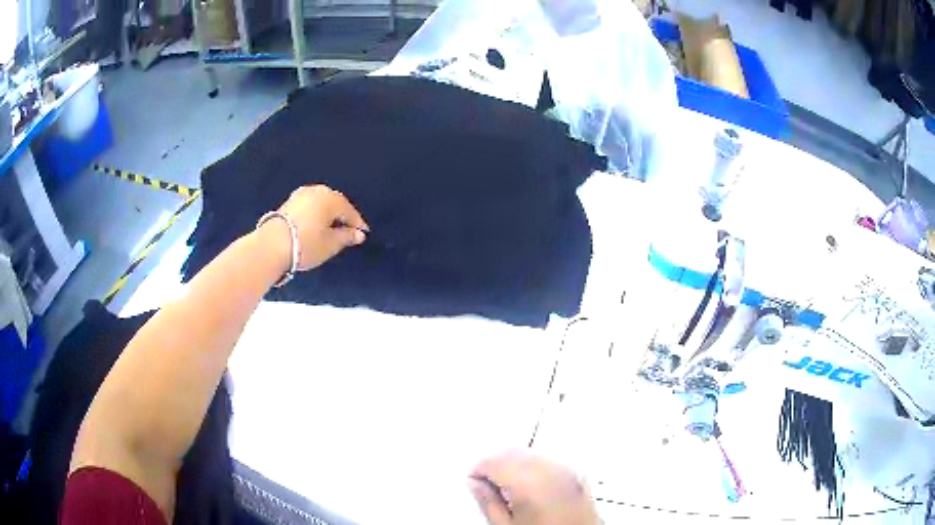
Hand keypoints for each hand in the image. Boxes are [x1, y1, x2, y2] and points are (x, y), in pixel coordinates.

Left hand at [261, 185, 368, 271]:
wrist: (271, 246)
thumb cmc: (306, 244)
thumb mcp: (330, 244)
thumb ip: (346, 237)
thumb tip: (359, 234)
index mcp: (331, 199)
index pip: (350, 211)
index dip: (358, 223)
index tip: (364, 234)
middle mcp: (317, 191)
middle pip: (335, 203)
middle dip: (343, 215)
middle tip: (349, 229)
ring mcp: (301, 194)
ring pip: (321, 202)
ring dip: (328, 212)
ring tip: (332, 226)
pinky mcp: (289, 201)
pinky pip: (310, 204)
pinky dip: (316, 212)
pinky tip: (316, 223)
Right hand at [469, 451, 599, 524]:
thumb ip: (488, 503)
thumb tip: (475, 484)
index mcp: (528, 483)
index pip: (494, 461)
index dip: (479, 469)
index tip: (473, 481)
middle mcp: (551, 471)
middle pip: (514, 452)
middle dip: (497, 464)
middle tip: (486, 484)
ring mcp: (569, 472)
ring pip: (533, 454)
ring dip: (517, 463)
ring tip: (508, 488)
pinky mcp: (580, 477)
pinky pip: (551, 461)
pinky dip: (537, 467)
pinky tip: (531, 485)